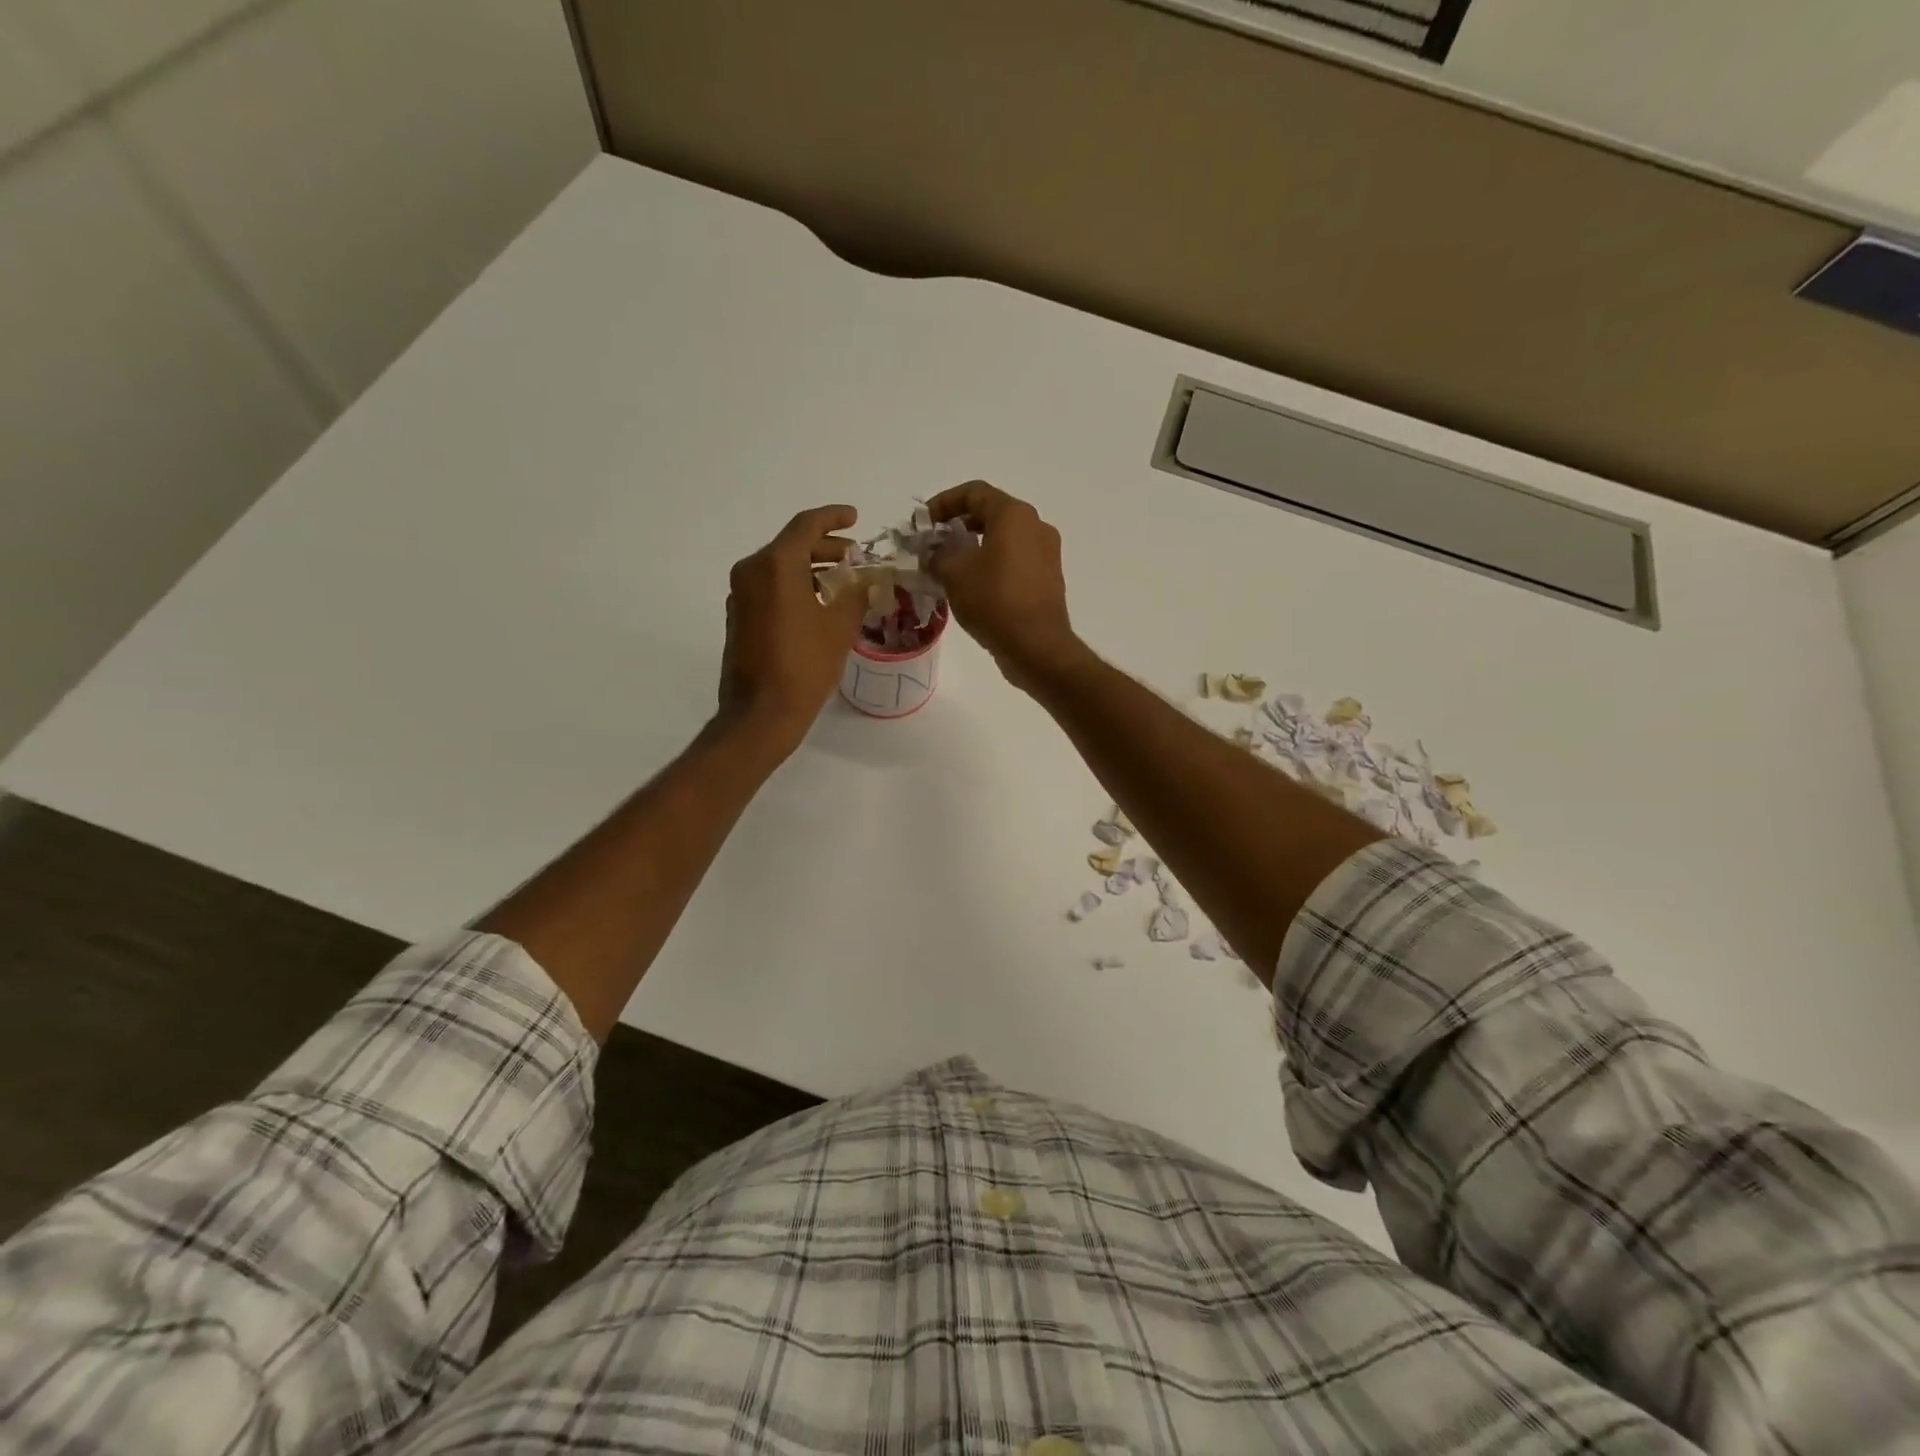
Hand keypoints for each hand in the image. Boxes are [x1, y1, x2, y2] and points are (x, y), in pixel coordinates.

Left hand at [718, 504, 867, 752]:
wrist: (760, 713)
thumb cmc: (804, 666)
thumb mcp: (839, 628)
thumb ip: (856, 595)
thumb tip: (866, 580)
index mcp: (776, 565)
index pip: (806, 526)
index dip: (834, 518)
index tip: (855, 518)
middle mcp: (752, 571)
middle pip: (792, 545)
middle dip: (826, 546)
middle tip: (855, 555)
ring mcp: (741, 594)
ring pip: (780, 566)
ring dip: (811, 567)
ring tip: (843, 580)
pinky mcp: (740, 616)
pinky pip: (770, 587)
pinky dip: (795, 585)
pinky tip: (819, 603)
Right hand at [926, 481, 1085, 690]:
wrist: (1037, 646)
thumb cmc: (994, 600)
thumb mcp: (953, 573)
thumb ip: (937, 554)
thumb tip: (933, 553)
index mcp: (1014, 514)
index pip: (974, 492)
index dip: (943, 502)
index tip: (923, 522)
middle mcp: (1036, 526)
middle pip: (991, 513)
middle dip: (959, 525)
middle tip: (935, 543)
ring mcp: (1047, 553)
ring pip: (1004, 539)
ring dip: (975, 547)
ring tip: (950, 567)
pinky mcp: (1048, 578)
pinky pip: (1015, 561)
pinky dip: (992, 564)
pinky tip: (973, 586)